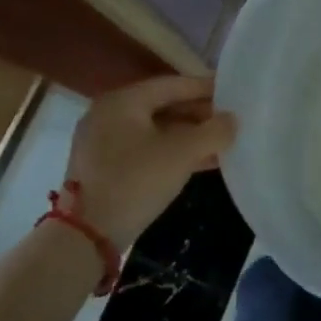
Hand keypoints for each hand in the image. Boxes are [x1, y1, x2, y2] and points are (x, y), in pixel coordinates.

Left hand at [64, 76, 236, 250]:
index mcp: (123, 101)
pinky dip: (173, 152)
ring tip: (223, 142)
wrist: (87, 236)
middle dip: (200, 114)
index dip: (206, 87)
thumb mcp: (182, 153)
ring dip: (190, 136)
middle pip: (164, 106)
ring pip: (157, 130)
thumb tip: (232, 120)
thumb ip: (213, 131)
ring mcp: (104, 142)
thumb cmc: (136, 181)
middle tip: (231, 120)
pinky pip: (147, 149)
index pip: (173, 84)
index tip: (234, 92)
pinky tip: (202, 161)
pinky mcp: (106, 168)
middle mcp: (110, 115)